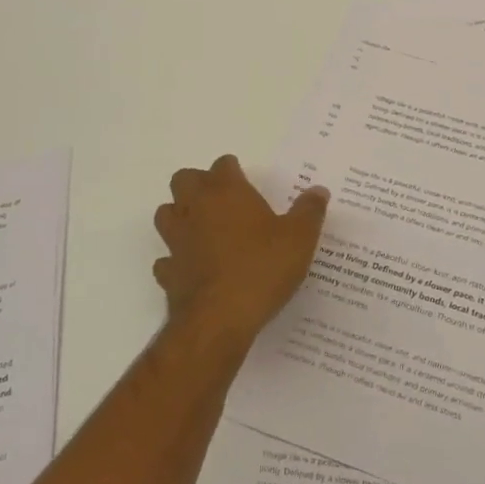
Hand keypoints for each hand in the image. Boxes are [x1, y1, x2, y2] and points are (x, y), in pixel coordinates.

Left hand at [153, 155, 329, 345]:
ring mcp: (177, 240)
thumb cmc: (262, 268)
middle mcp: (196, 208)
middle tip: (221, 200)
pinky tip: (193, 268)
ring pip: (166, 214)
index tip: (245, 181)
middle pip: (184, 180)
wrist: (220, 318)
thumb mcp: (300, 238)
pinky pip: (166, 258)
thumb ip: (309, 211)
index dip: (233, 170)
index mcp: (227, 192)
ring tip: (202, 228)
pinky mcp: (168, 271)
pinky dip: (176, 259)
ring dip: (180, 216)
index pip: (223, 165)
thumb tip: (318, 190)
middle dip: (198, 184)